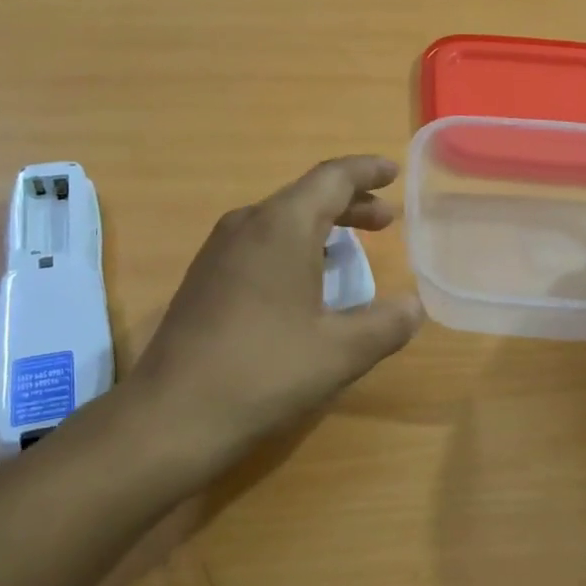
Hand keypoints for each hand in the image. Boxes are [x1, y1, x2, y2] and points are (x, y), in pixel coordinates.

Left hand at [132, 157, 425, 476]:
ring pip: (280, 219)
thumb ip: (386, 324)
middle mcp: (247, 224)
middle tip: (386, 220)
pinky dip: (293, 245)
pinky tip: (304, 279)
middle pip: (306, 195)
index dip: (366, 171)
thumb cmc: (265, 372)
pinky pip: (259, 242)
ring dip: (321, 225)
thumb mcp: (340, 352)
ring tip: (352, 246)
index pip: (332, 178)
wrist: (172, 414)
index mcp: (282, 226)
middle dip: (350, 202)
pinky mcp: (205, 277)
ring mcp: (219, 250)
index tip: (393, 172)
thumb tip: (414, 307)